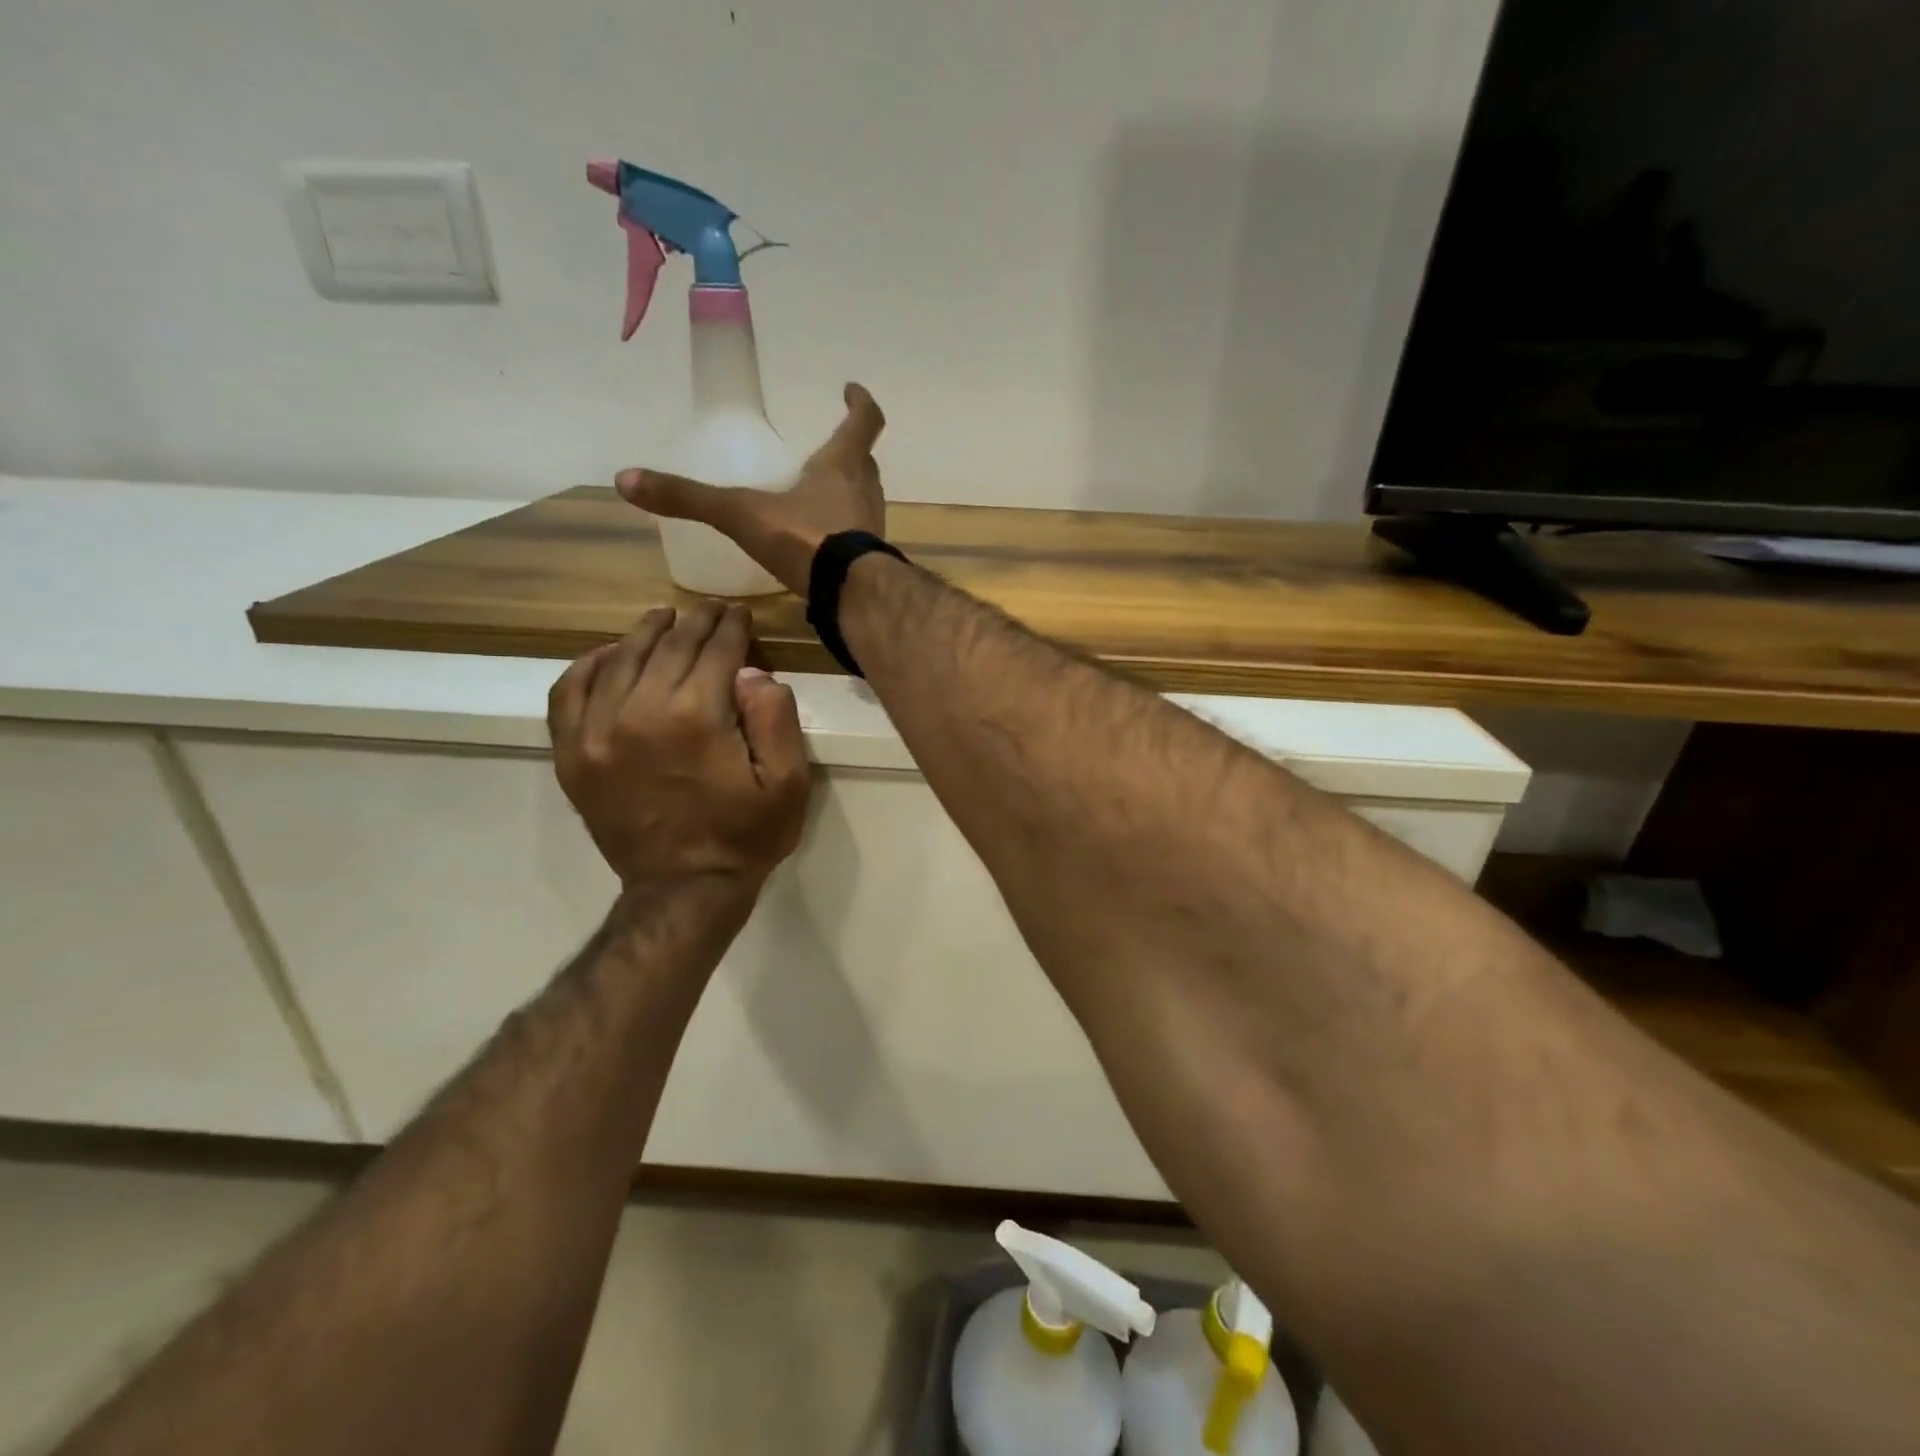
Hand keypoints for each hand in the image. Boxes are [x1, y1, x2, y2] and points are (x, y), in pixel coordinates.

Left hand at [548, 603, 811, 891]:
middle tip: (711, 610)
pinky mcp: (572, 754)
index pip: (716, 650)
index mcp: (698, 716)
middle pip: (670, 647)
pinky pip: (569, 692)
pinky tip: (610, 655)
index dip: (732, 627)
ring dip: (647, 633)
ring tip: (665, 618)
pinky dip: (589, 665)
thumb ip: (776, 719)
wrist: (683, 891)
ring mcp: (597, 732)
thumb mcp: (789, 783)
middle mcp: (641, 711)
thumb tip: (752, 672)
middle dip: (696, 622)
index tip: (739, 612)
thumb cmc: (745, 837)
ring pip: (621, 659)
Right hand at [617, 382, 886, 594]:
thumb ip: (690, 498)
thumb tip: (626, 479)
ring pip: (864, 498)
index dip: (860, 403)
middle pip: (864, 462)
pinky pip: (858, 535)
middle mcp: (865, 491)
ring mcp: (872, 528)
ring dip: (849, 491)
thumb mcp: (741, 514)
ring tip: (822, 492)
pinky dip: (843, 530)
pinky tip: (821, 542)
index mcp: (842, 465)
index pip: (864, 422)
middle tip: (831, 447)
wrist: (849, 595)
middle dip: (850, 451)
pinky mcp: (869, 561)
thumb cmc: (804, 538)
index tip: (852, 390)